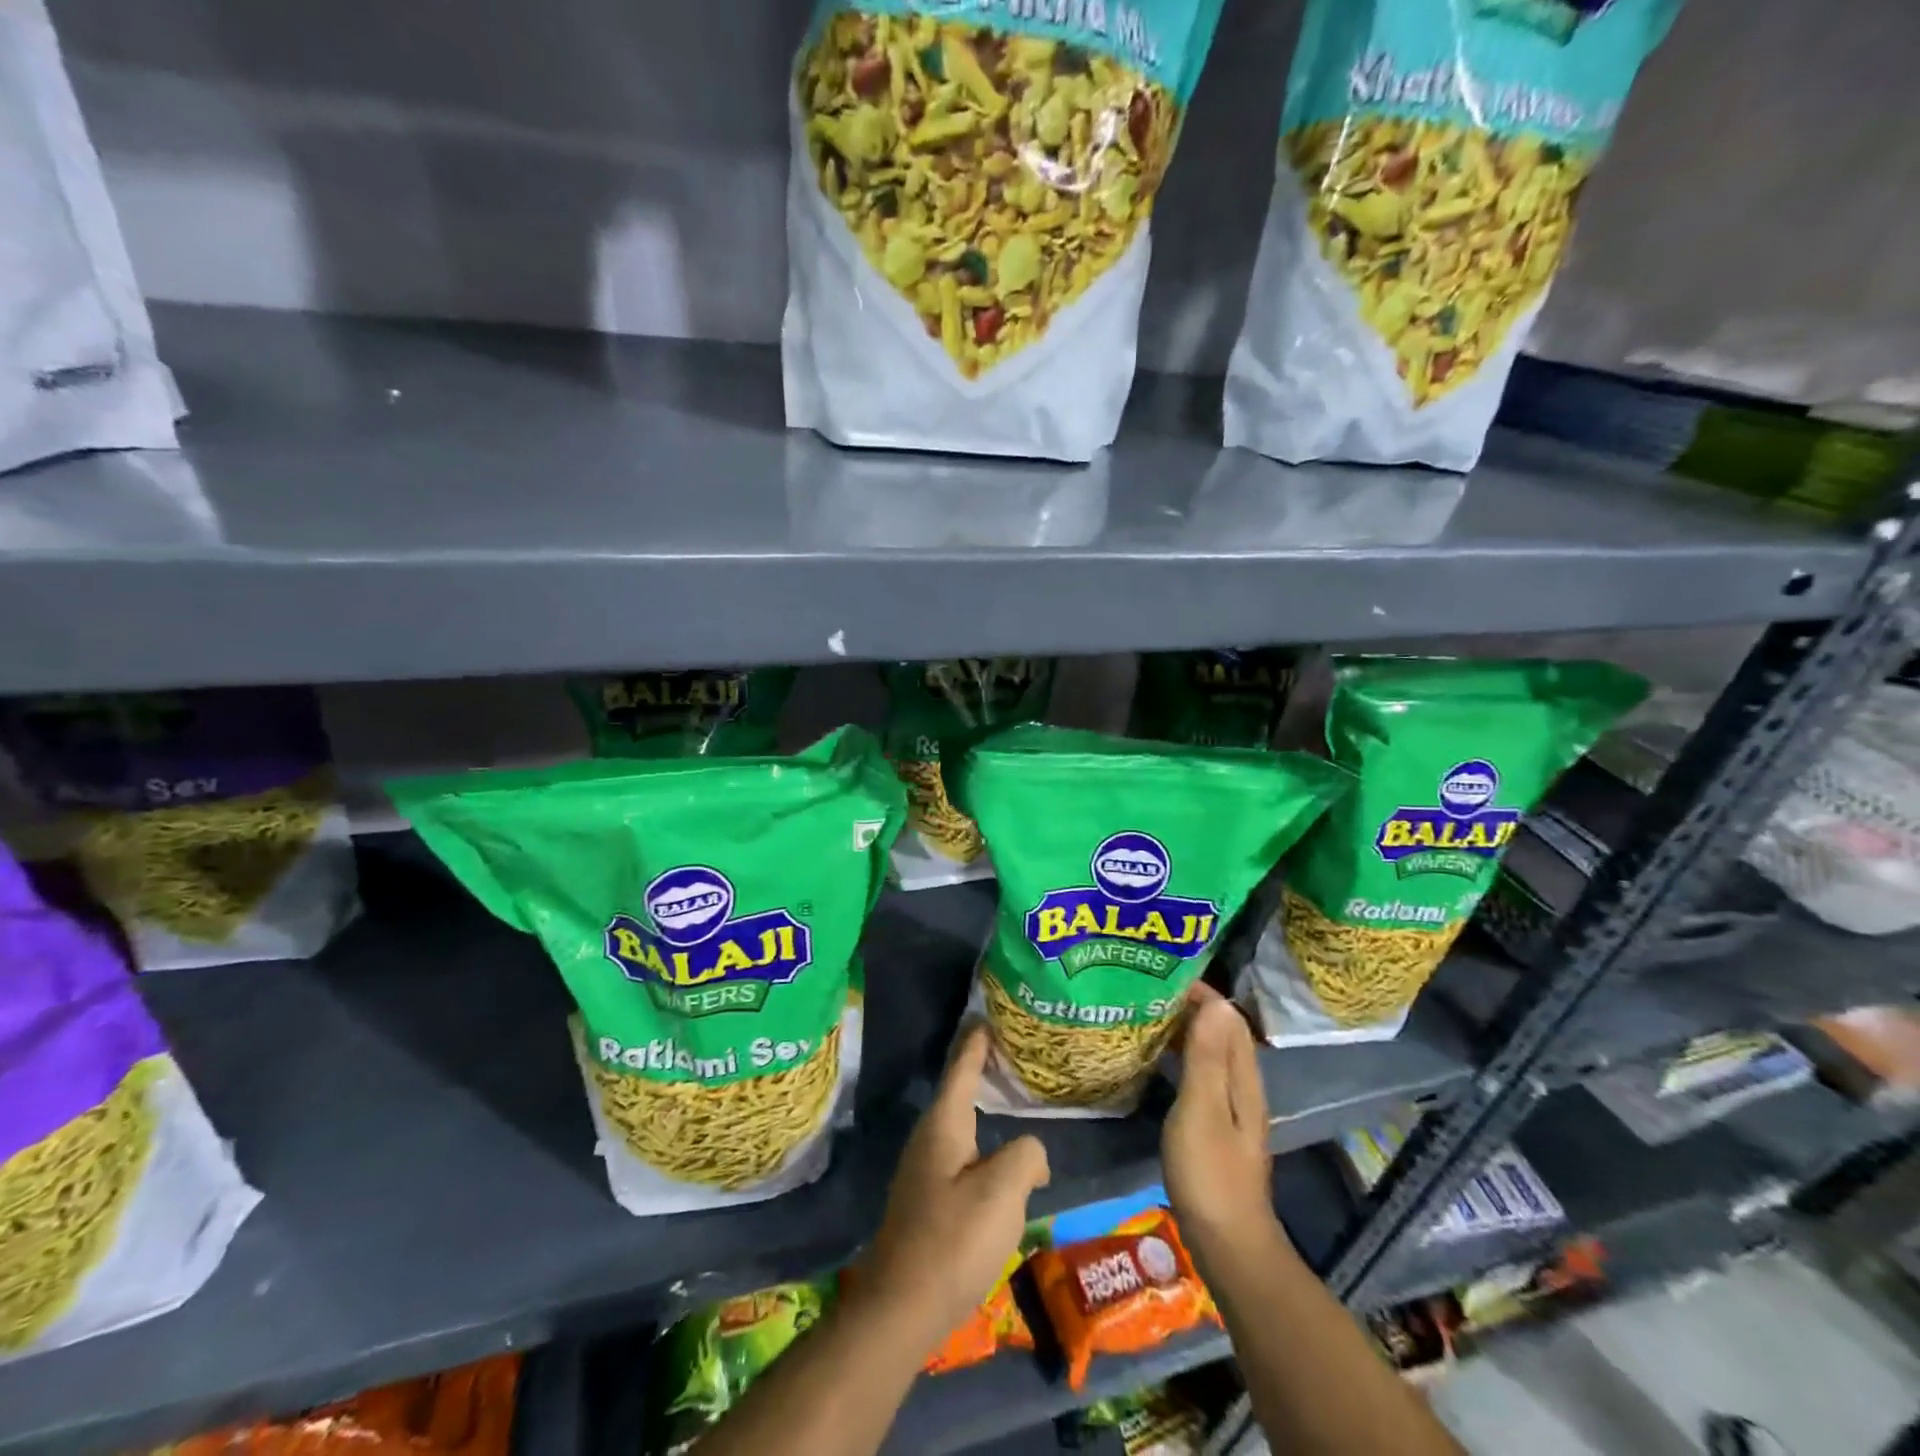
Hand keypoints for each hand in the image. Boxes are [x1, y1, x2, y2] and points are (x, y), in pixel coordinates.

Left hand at [856, 1025, 1050, 1356]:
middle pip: (959, 1094)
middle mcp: (929, 1139)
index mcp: (944, 1125)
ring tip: (1012, 1108)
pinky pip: (961, 1158)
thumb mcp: (1002, 1192)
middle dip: (981, 1073)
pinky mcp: (927, 1202)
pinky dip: (983, 1148)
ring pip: (961, 1129)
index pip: (962, 1069)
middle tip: (1010, 1055)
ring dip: (984, 1114)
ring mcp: (924, 1172)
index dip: (976, 1043)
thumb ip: (1026, 1157)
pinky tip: (1001, 1166)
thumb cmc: (952, 1240)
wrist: (900, 1309)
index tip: (985, 1017)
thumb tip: (1030, 1155)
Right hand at [1163, 987, 1281, 1262]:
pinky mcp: (1215, 1127)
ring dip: (1184, 1030)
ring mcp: (1229, 1109)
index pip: (1228, 1019)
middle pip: (1221, 1033)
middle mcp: (1241, 1087)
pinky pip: (1199, 1074)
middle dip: (1191, 1007)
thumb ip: (1207, 1058)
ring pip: (1209, 1054)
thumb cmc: (1210, 1174)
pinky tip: (1155, 1060)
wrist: (1228, 1245)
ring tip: (1146, 1014)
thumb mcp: (1202, 1110)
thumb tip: (1216, 1002)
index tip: (1164, 974)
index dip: (1202, 994)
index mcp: (1242, 1079)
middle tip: (1148, 989)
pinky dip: (1179, 1057)